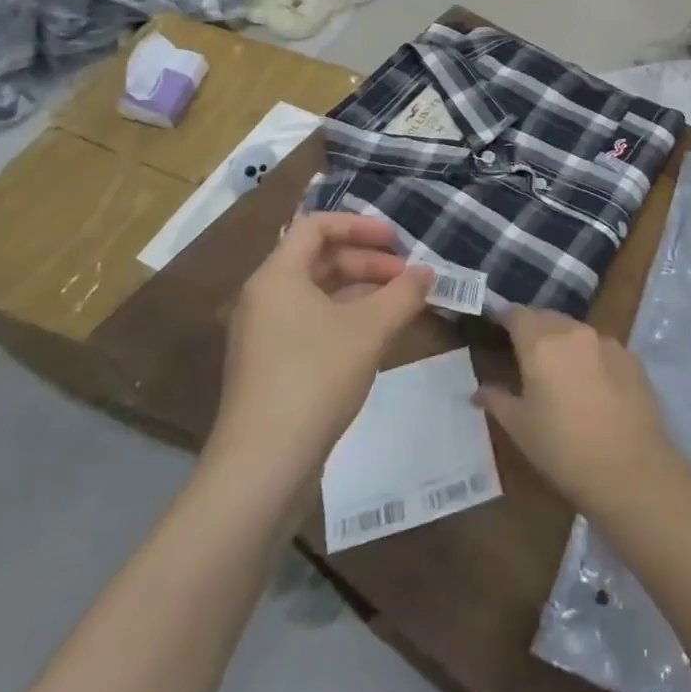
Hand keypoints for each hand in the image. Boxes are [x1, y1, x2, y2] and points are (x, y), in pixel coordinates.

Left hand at [208, 213, 431, 478]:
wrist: (262, 466)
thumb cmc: (315, 378)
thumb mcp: (370, 330)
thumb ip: (404, 294)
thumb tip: (429, 272)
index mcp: (278, 276)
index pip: (316, 226)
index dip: (359, 225)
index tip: (396, 241)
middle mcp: (264, 297)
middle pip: (319, 259)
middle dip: (367, 262)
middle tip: (407, 278)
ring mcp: (264, 334)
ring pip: (317, 293)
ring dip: (360, 292)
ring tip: (400, 306)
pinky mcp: (270, 366)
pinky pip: (311, 323)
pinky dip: (345, 318)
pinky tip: (375, 338)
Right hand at [474, 307, 680, 518]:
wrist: (631, 470)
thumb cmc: (563, 450)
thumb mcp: (520, 428)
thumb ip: (497, 399)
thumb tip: (478, 390)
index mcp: (540, 343)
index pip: (516, 313)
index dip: (504, 319)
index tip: (497, 332)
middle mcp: (573, 332)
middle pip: (546, 317)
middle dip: (533, 330)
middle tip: (524, 356)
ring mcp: (606, 341)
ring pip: (575, 330)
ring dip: (562, 342)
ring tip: (558, 373)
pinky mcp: (630, 356)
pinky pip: (601, 346)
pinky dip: (589, 356)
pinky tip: (592, 387)